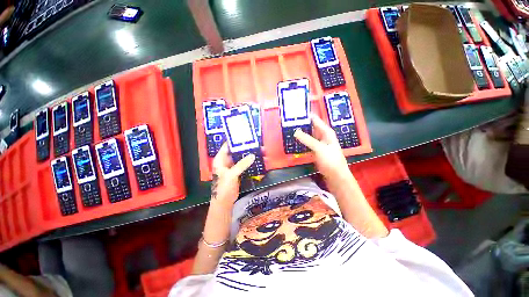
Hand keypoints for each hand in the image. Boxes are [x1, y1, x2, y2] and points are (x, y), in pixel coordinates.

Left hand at [211, 143, 254, 207]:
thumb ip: (241, 164)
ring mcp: (232, 166)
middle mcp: (226, 161)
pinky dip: (250, 162)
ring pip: (241, 158)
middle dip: (245, 148)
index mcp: (220, 159)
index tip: (245, 136)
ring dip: (249, 155)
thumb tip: (252, 155)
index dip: (235, 140)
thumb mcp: (231, 175)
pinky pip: (244, 164)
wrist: (225, 202)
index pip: (227, 146)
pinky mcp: (238, 172)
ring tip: (258, 150)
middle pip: (236, 151)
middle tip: (255, 143)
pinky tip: (257, 160)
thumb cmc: (223, 187)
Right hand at [294, 113, 349, 180]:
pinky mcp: (315, 151)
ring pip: (308, 136)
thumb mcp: (319, 148)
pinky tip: (294, 142)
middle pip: (311, 127)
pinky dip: (301, 142)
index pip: (315, 120)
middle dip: (301, 125)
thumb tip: (295, 131)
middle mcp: (322, 136)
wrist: (335, 176)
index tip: (295, 113)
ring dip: (300, 134)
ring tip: (289, 130)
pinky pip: (307, 144)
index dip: (306, 116)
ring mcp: (318, 144)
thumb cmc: (331, 160)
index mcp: (326, 132)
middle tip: (289, 122)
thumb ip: (307, 139)